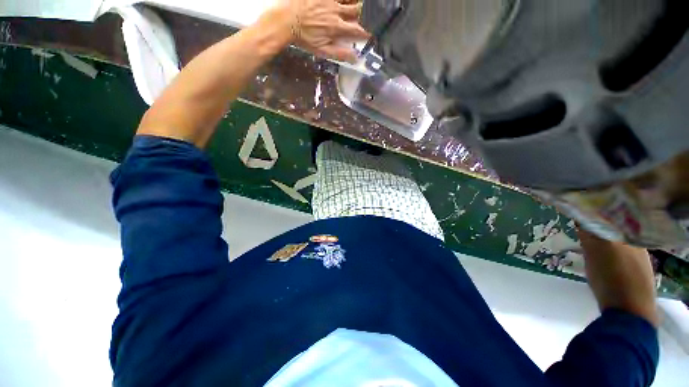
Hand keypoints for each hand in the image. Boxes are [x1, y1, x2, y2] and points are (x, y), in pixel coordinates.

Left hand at [276, 0, 369, 62]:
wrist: (285, 19)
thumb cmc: (304, 37)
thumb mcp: (322, 50)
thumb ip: (340, 54)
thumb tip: (355, 59)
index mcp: (337, 28)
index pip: (357, 30)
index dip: (366, 32)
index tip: (371, 34)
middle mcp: (336, 11)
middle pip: (356, 10)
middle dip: (364, 14)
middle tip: (368, 16)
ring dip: (355, 3)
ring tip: (359, 6)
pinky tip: (345, 2)